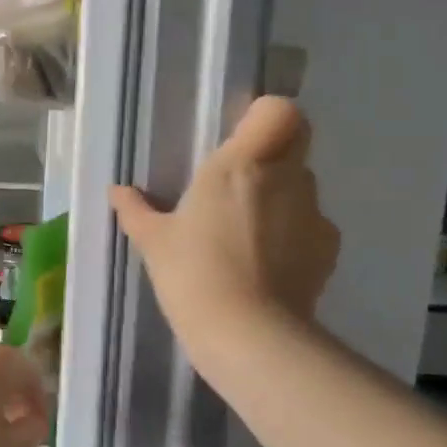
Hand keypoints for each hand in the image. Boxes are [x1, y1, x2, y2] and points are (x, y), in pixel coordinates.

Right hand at [110, 96, 338, 364]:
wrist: (247, 335)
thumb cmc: (193, 273)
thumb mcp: (153, 242)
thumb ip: (136, 211)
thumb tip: (118, 192)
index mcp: (243, 163)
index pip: (280, 111)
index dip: (265, 117)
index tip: (240, 138)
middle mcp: (286, 178)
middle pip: (295, 143)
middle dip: (272, 156)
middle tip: (238, 185)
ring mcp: (313, 215)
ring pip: (302, 187)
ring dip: (280, 198)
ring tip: (246, 235)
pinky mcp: (328, 251)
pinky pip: (311, 227)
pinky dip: (293, 236)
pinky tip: (266, 265)